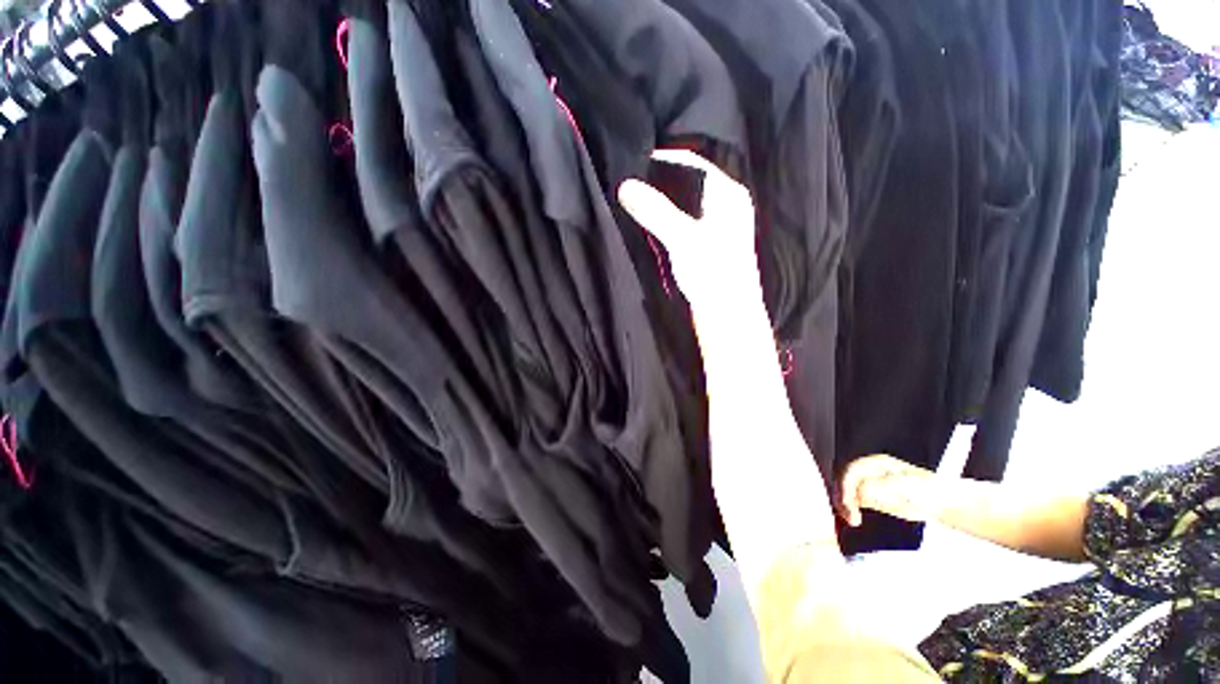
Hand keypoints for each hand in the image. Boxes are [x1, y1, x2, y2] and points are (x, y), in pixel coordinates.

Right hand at [617, 150, 758, 305]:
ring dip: (661, 203)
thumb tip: (625, 186)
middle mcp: (725, 205)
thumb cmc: (713, 273)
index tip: (633, 162)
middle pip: (687, 183)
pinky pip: (682, 223)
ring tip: (634, 201)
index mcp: (728, 194)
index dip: (663, 159)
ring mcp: (716, 227)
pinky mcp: (707, 245)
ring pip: (683, 204)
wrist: (728, 315)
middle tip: (629, 183)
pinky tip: (649, 226)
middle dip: (658, 183)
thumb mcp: (683, 238)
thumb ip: (655, 210)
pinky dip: (666, 221)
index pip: (693, 162)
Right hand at [840, 455, 942, 525]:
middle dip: (842, 496)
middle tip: (848, 514)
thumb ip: (881, 487)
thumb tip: (860, 492)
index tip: (848, 502)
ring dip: (843, 504)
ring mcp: (869, 484)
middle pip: (845, 480)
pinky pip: (853, 502)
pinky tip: (853, 518)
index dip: (846, 485)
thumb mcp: (904, 486)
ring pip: (846, 491)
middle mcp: (868, 472)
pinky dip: (850, 509)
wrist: (941, 503)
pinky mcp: (871, 498)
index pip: (851, 471)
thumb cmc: (927, 490)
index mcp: (874, 463)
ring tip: (851, 519)